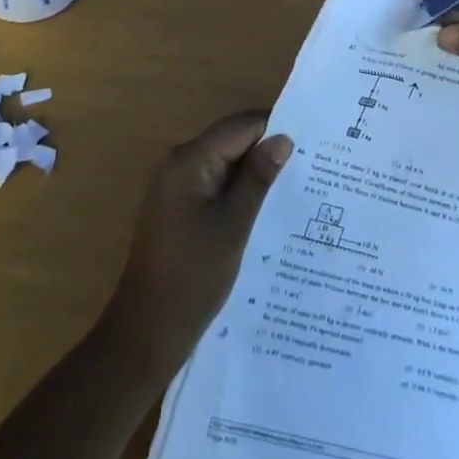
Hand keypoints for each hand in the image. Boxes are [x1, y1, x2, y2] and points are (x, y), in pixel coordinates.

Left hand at [101, 110, 292, 373]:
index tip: (311, 141)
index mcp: (189, 159)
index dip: (275, 128)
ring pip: (224, 161)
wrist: (146, 332)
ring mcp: (175, 185)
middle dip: (266, 149)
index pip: (241, 126)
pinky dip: (238, 188)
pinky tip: (265, 206)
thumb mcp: (234, 225)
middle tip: (310, 164)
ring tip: (296, 184)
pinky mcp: (177, 206)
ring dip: (254, 171)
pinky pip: (214, 182)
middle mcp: (178, 162)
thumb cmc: (193, 277)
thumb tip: (284, 139)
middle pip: (231, 140)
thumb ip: (258, 178)